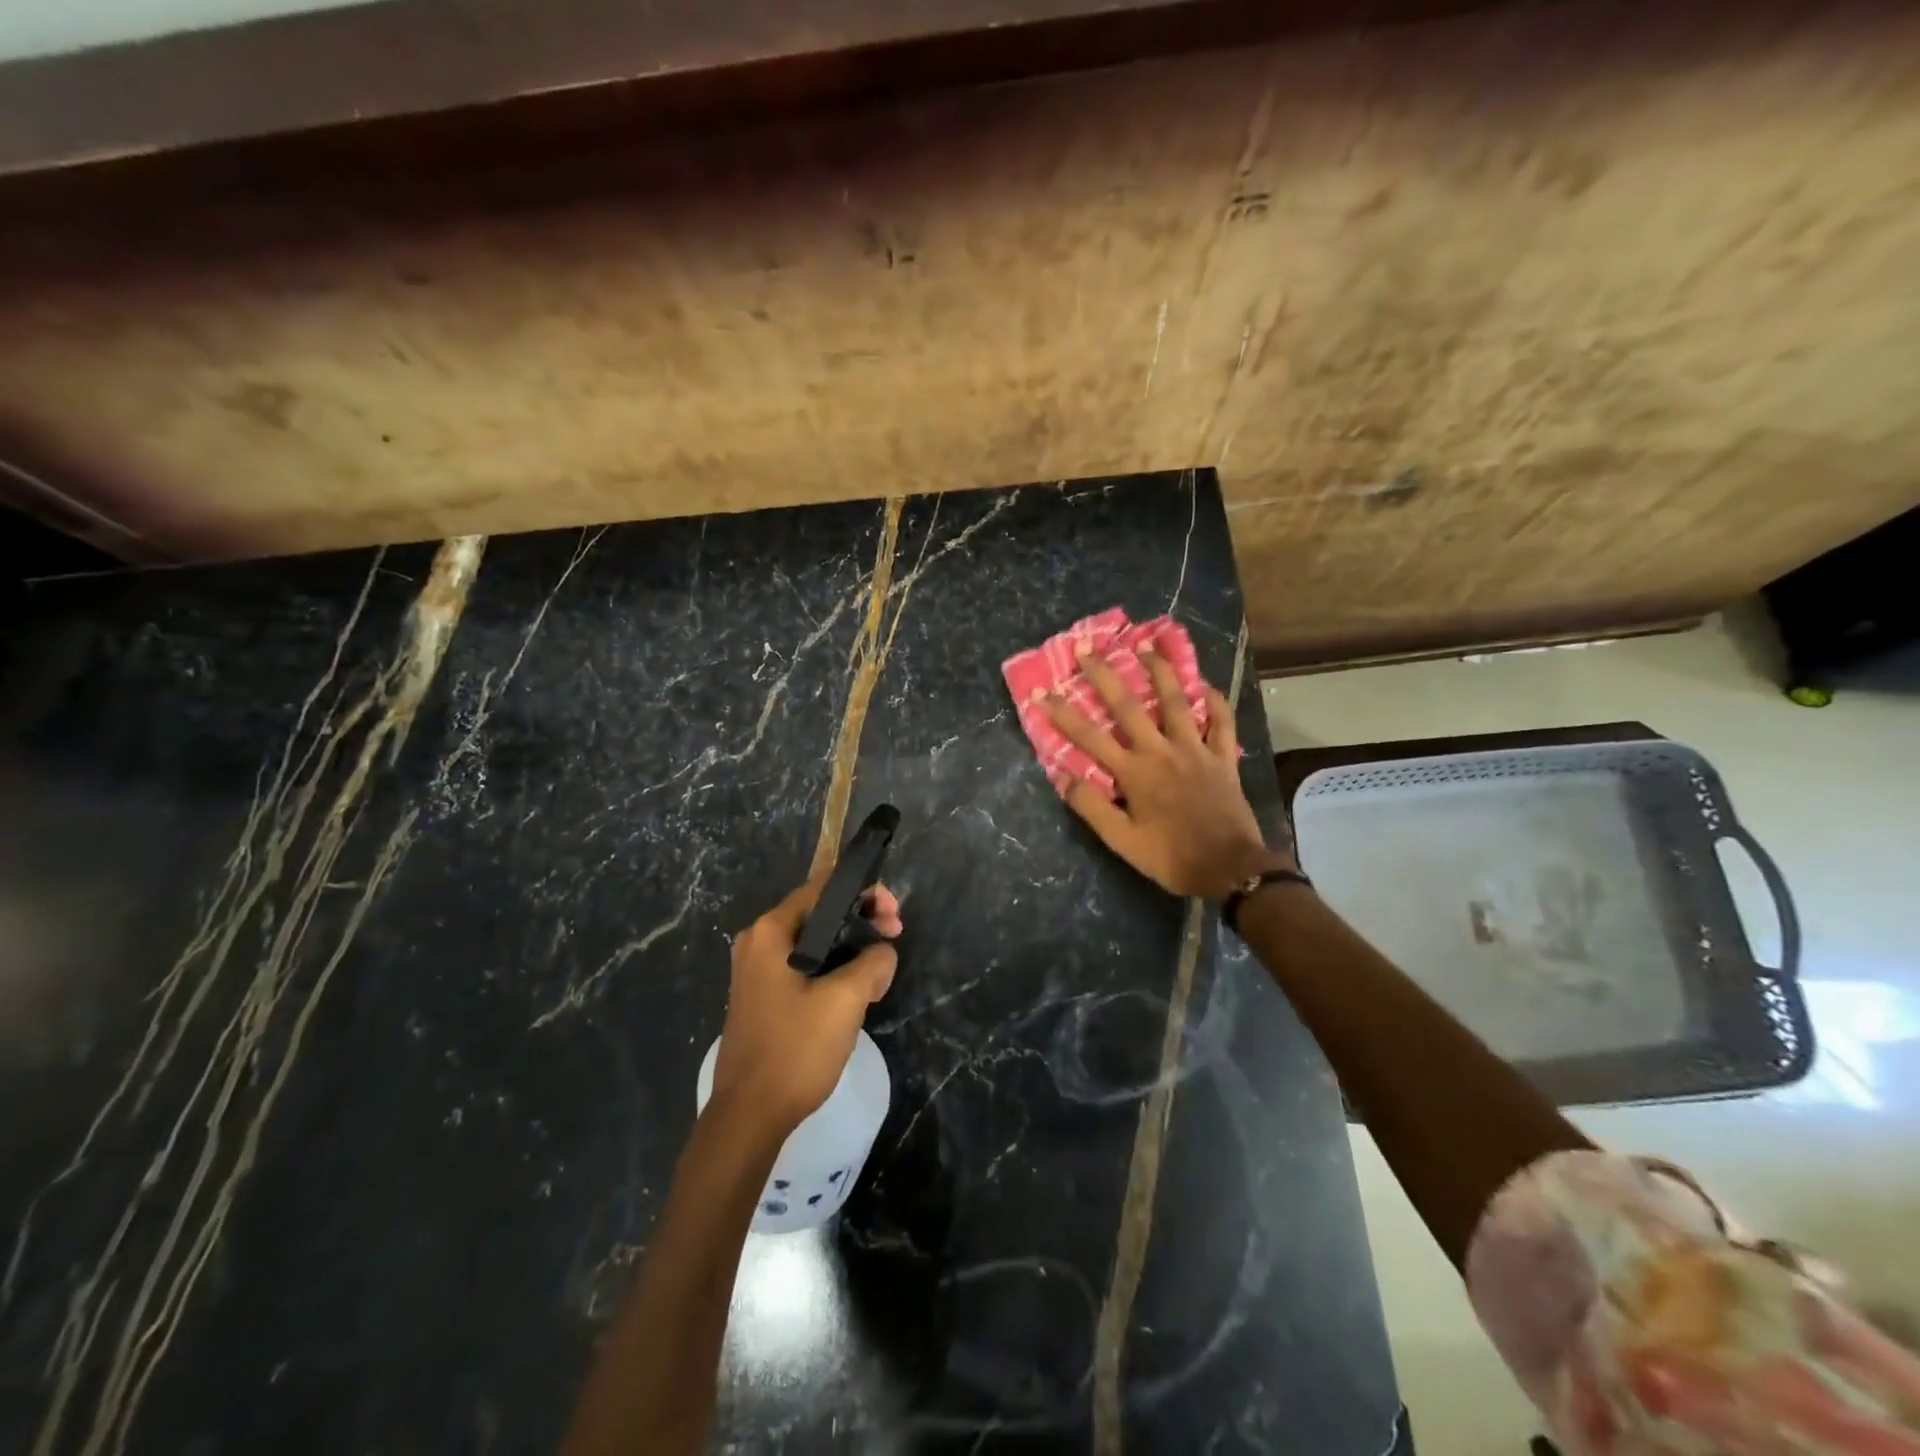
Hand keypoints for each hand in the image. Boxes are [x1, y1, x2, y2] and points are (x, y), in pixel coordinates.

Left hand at [709, 874, 901, 1137]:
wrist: (749, 1116)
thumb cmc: (794, 1049)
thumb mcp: (845, 1000)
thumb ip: (873, 962)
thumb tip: (883, 952)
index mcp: (771, 931)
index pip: (824, 887)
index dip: (865, 892)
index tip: (894, 916)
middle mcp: (759, 941)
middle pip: (819, 911)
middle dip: (861, 920)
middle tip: (894, 937)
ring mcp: (757, 970)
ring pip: (814, 940)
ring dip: (850, 945)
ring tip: (880, 966)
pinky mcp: (763, 995)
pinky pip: (805, 964)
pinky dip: (833, 966)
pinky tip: (856, 987)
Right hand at [1045, 646, 1292, 898]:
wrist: (1231, 869)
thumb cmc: (1171, 857)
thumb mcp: (1122, 841)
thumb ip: (1091, 807)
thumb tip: (1062, 776)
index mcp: (1134, 773)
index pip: (1090, 736)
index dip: (1063, 713)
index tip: (1042, 692)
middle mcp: (1162, 751)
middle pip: (1128, 707)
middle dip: (1104, 676)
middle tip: (1087, 649)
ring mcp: (1195, 750)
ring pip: (1176, 702)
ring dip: (1159, 671)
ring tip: (1146, 646)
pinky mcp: (1223, 758)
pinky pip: (1222, 722)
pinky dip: (1215, 702)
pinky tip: (1205, 684)